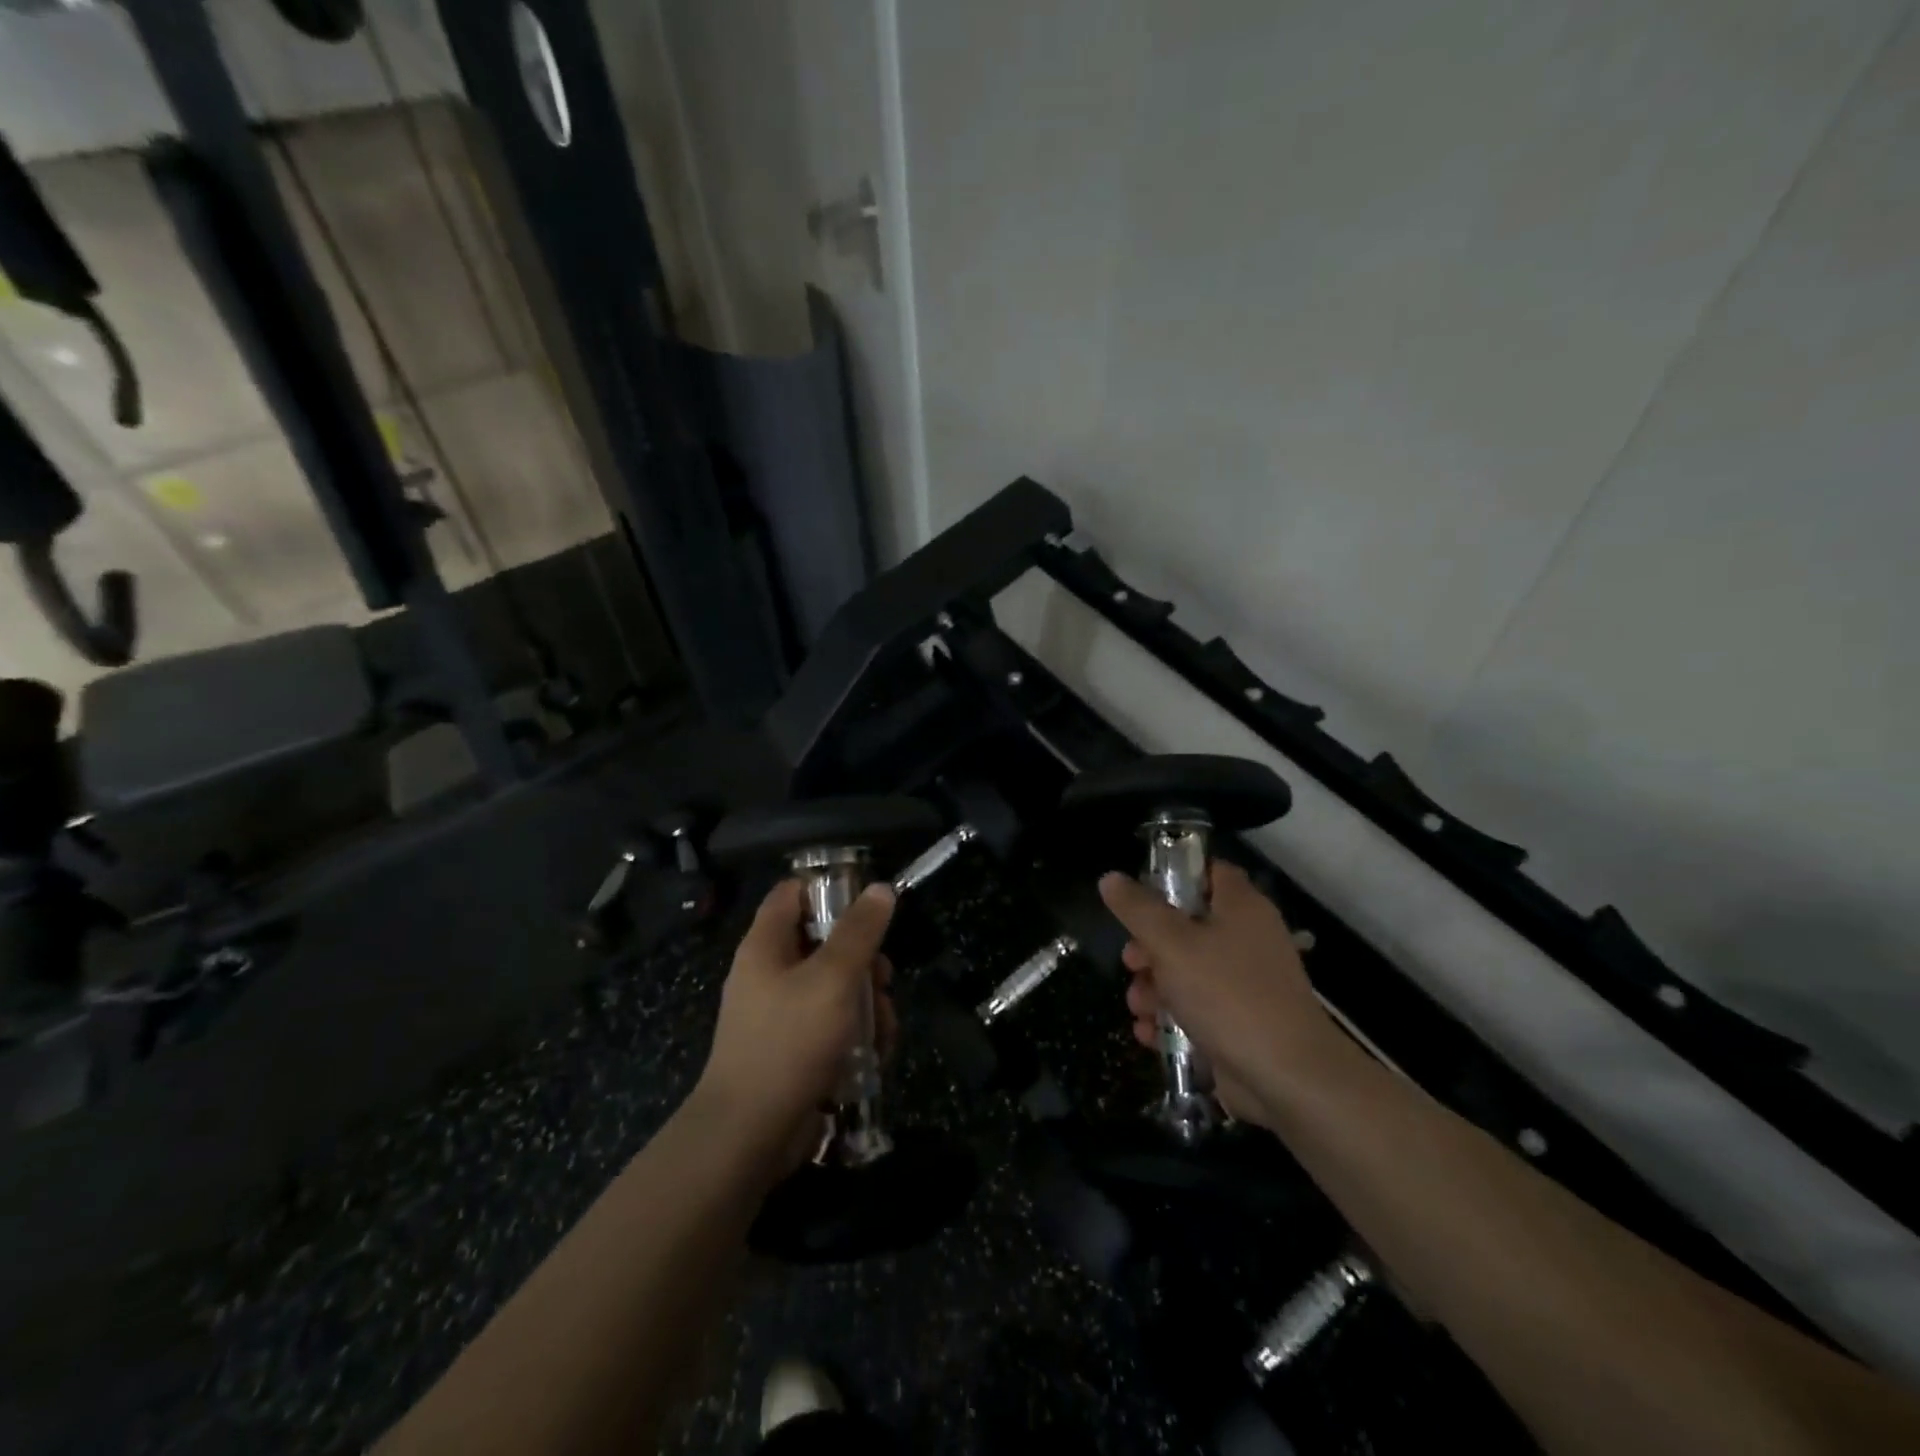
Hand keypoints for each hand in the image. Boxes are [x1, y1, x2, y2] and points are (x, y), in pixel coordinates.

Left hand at [693, 878, 896, 1172]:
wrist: (748, 1134)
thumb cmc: (789, 1042)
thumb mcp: (833, 978)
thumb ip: (859, 932)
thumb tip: (881, 888)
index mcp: (766, 945)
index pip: (793, 893)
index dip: (830, 889)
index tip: (870, 904)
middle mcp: (769, 973)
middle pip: (824, 943)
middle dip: (864, 961)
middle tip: (884, 980)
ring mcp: (780, 1014)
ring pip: (835, 988)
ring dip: (868, 1004)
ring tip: (884, 1029)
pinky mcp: (793, 1050)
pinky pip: (831, 1026)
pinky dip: (855, 1035)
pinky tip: (874, 1054)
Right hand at [1100, 861, 1338, 1126]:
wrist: (1287, 1078)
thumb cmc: (1228, 995)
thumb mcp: (1171, 944)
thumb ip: (1138, 910)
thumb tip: (1110, 878)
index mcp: (1240, 907)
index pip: (1208, 871)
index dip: (1173, 877)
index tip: (1138, 896)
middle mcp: (1246, 939)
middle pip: (1187, 926)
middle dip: (1149, 947)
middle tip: (1131, 963)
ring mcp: (1245, 983)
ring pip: (1187, 971)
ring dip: (1153, 988)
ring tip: (1138, 1008)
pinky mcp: (1240, 1022)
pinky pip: (1197, 1009)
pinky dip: (1172, 1019)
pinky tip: (1150, 1034)